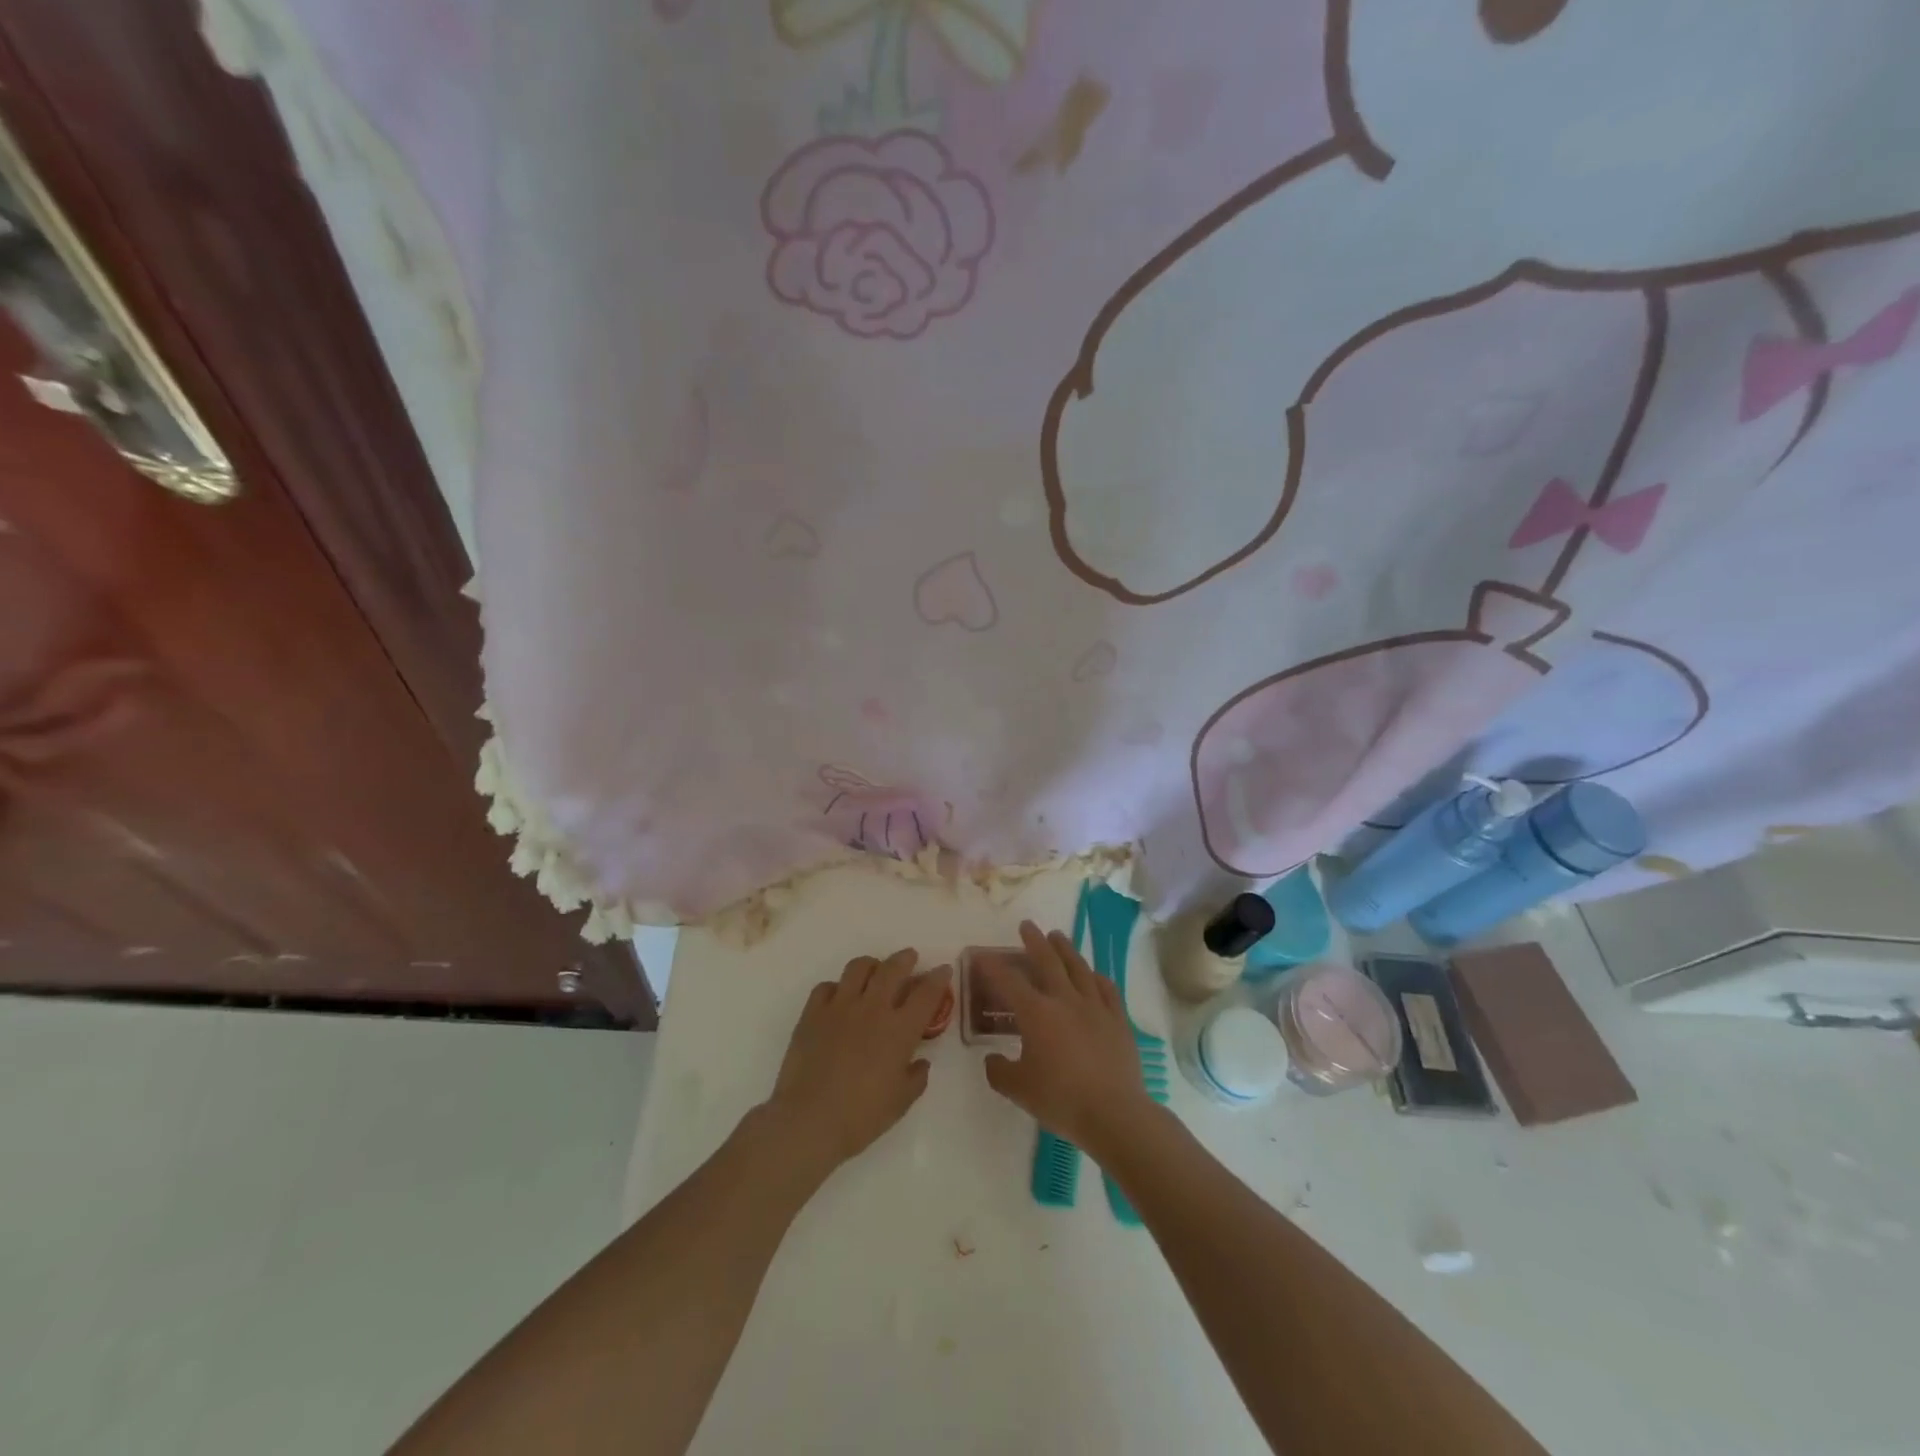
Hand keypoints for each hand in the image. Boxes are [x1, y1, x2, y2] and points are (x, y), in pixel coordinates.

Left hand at [765, 948, 950, 1178]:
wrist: (808, 1120)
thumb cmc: (861, 1116)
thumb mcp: (900, 1102)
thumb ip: (916, 1077)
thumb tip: (920, 1062)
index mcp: (899, 1030)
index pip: (926, 993)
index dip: (938, 978)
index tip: (943, 969)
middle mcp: (872, 1009)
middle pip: (893, 968)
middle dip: (905, 959)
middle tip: (910, 958)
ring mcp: (840, 1006)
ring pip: (858, 967)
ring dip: (872, 965)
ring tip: (874, 971)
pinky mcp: (812, 1012)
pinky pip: (826, 987)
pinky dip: (837, 987)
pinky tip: (839, 998)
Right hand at [979, 921, 1159, 1159]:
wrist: (1114, 1113)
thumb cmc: (1061, 1099)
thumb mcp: (1018, 1089)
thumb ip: (999, 1071)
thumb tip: (993, 1059)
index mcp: (1037, 1013)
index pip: (1009, 982)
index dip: (993, 967)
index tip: (982, 956)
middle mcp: (1065, 1000)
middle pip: (1048, 962)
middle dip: (1034, 942)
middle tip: (1027, 926)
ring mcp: (1095, 1007)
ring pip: (1078, 968)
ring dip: (1066, 949)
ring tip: (1058, 936)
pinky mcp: (1118, 1020)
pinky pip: (1107, 989)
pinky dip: (1097, 977)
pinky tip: (1093, 974)